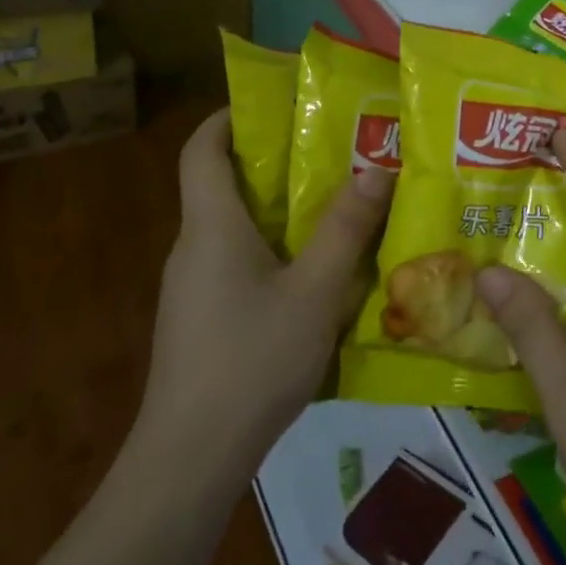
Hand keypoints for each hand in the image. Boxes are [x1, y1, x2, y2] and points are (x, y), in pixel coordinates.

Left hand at [136, 108, 393, 474]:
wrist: (190, 459)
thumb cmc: (251, 360)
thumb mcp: (314, 292)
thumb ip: (344, 229)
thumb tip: (374, 168)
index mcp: (211, 226)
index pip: (200, 149)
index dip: (226, 117)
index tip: (271, 105)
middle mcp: (193, 247)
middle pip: (221, 185)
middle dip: (271, 163)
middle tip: (329, 153)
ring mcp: (192, 287)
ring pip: (233, 229)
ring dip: (277, 211)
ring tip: (334, 208)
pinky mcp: (200, 320)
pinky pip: (235, 264)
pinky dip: (271, 251)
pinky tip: (313, 277)